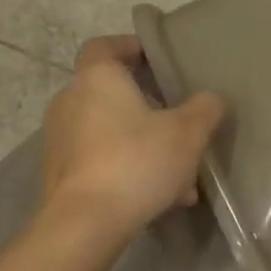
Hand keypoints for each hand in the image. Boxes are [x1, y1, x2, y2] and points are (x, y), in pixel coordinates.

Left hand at [41, 35, 225, 239]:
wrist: (84, 224)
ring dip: (144, 144)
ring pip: (111, 132)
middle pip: (113, 92)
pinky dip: (128, 169)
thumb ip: (205, 108)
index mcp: (97, 78)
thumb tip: (210, 99)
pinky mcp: (60, 174)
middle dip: (149, 108)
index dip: (131, 47)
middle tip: (180, 124)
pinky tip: (160, 197)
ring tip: (180, 174)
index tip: (158, 61)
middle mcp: (70, 101)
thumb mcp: (188, 132)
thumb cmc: (136, 162)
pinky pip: (101, 161)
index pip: (105, 45)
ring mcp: (60, 140)